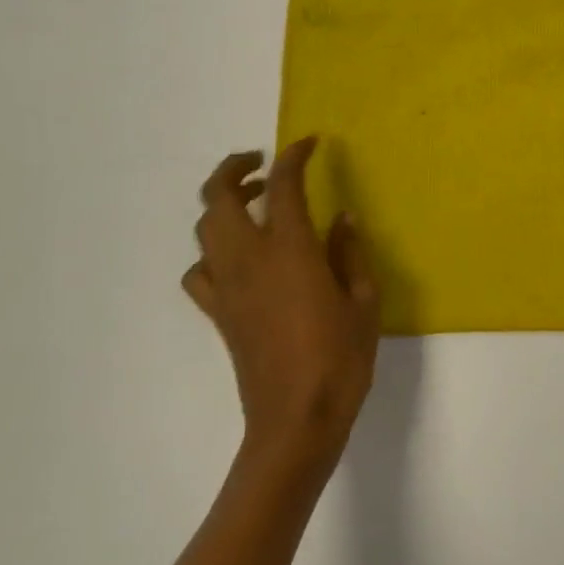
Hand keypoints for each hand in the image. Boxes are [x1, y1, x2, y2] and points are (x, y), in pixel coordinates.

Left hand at [183, 138, 380, 474]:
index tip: (309, 144)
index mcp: (290, 250)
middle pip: (219, 196)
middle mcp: (249, 258)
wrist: (295, 420)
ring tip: (253, 205)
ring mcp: (227, 286)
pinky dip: (212, 253)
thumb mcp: (363, 302)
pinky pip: (200, 271)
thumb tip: (343, 219)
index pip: (284, 185)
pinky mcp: (218, 313)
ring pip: (205, 228)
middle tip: (262, 164)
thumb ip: (350, 254)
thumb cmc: (340, 360)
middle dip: (236, 168)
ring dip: (223, 205)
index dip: (294, 156)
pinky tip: (237, 260)